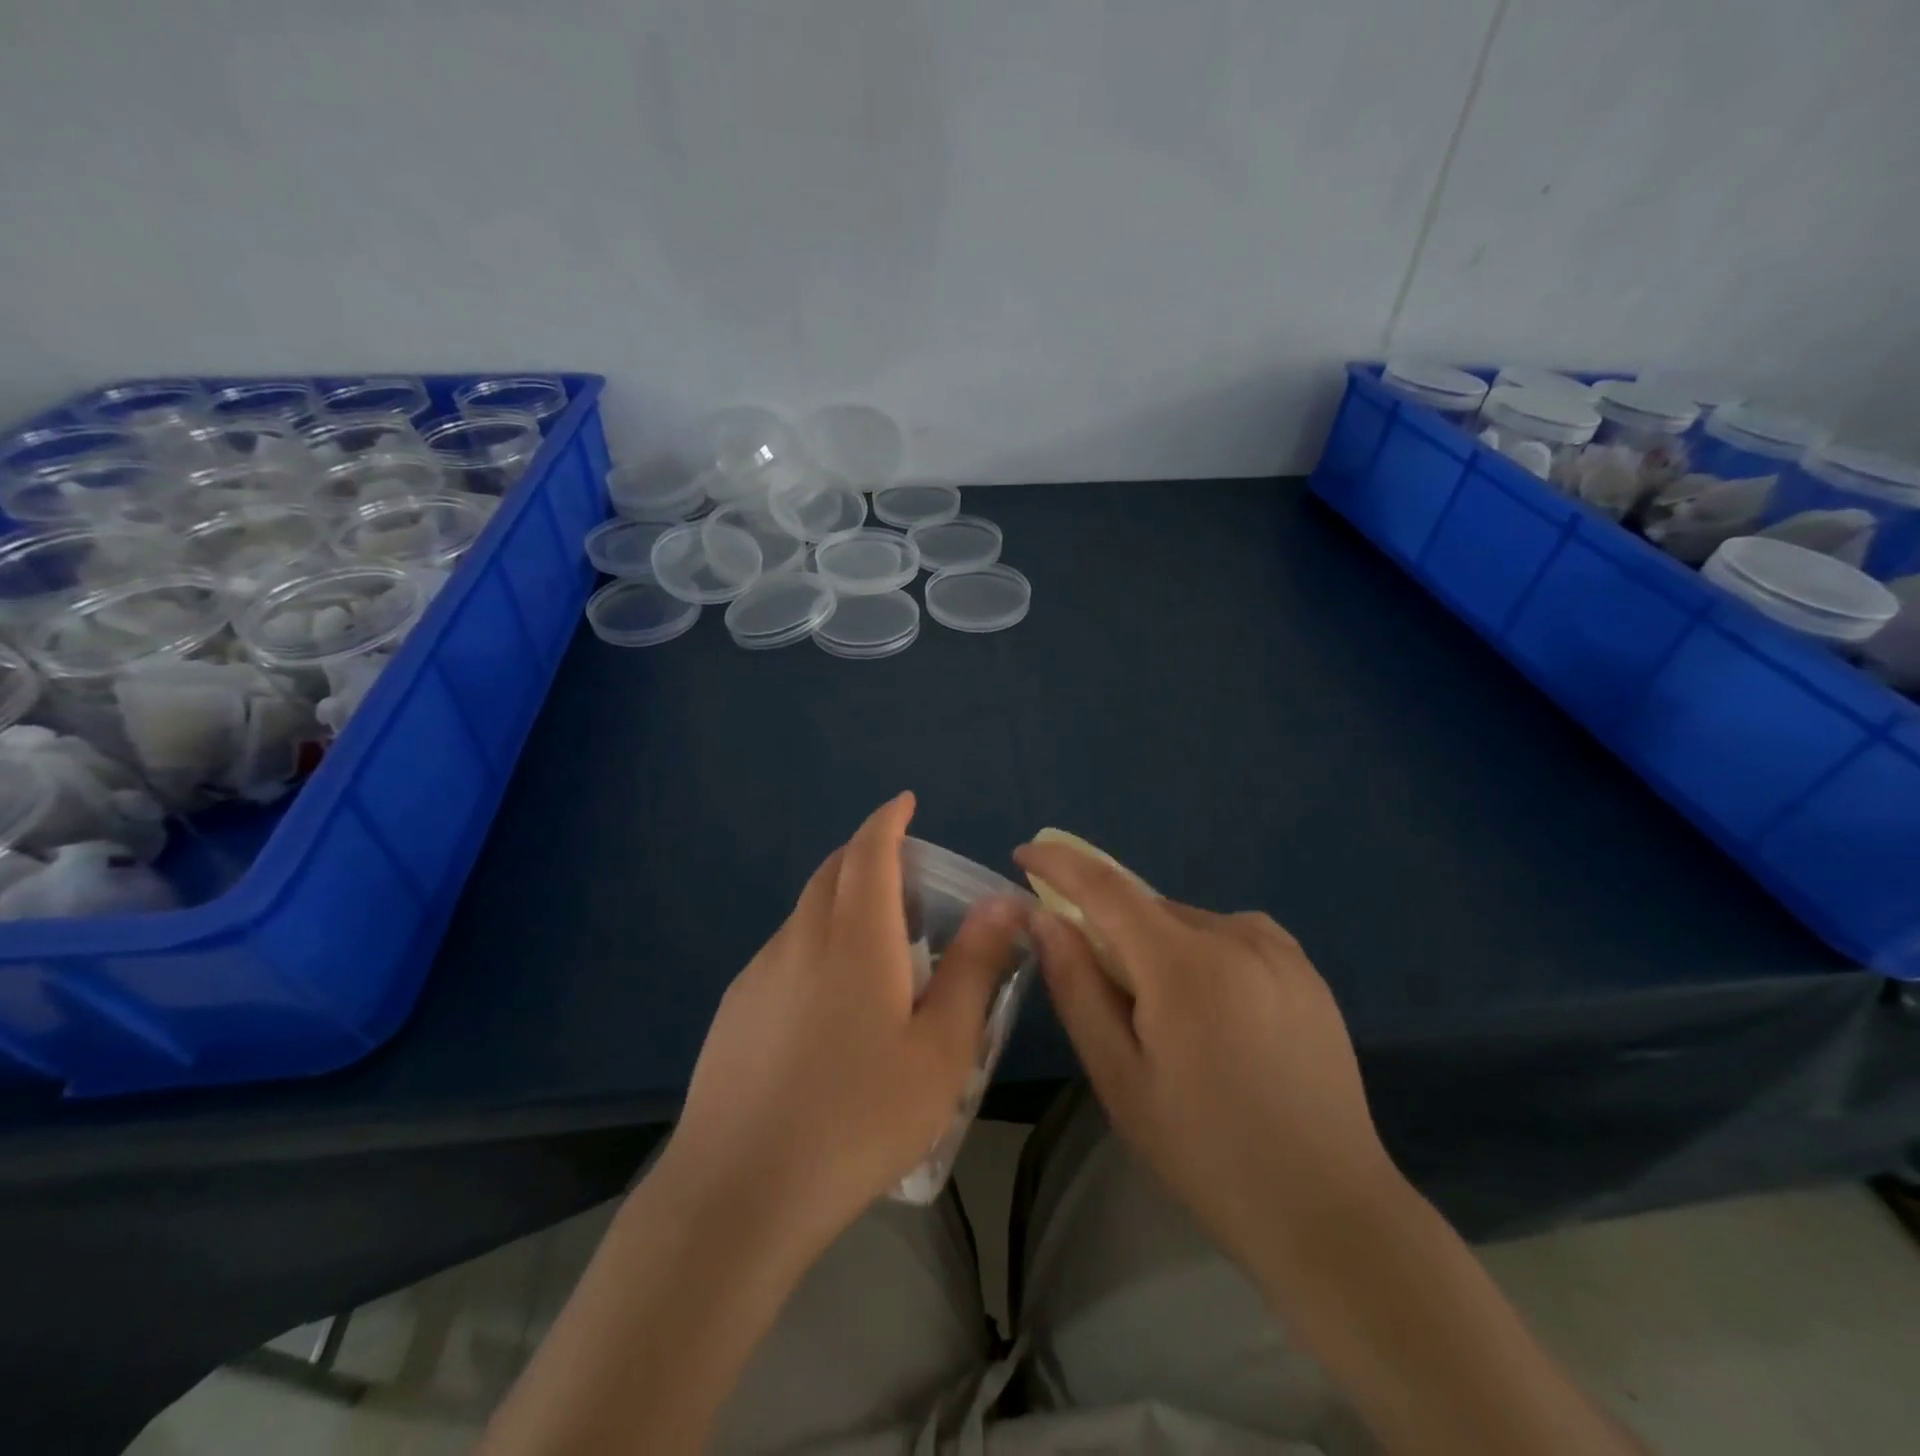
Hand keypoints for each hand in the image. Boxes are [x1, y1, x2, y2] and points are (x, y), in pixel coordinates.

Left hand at [662, 793, 1025, 1257]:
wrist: (739, 1192)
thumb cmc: (858, 1119)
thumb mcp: (941, 1050)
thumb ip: (973, 968)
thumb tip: (1002, 904)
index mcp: (855, 938)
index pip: (869, 851)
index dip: (888, 820)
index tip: (905, 803)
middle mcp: (801, 938)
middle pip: (833, 872)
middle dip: (868, 854)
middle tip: (907, 879)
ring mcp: (760, 972)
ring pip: (806, 911)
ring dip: (842, 900)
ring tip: (879, 944)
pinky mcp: (736, 1007)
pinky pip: (785, 949)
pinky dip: (816, 940)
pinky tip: (830, 1001)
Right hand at [1014, 841, 1397, 1276]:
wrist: (1327, 1209)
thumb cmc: (1205, 1151)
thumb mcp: (1119, 1077)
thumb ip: (1077, 987)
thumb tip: (1043, 918)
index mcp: (1183, 964)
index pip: (1105, 888)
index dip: (1060, 863)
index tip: (1025, 854)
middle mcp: (1234, 935)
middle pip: (1148, 909)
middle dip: (1112, 931)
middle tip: (1106, 996)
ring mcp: (1278, 949)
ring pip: (1188, 924)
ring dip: (1159, 948)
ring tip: (1169, 1022)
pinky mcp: (1305, 969)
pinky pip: (1231, 937)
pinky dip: (1202, 955)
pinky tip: (1215, 1014)